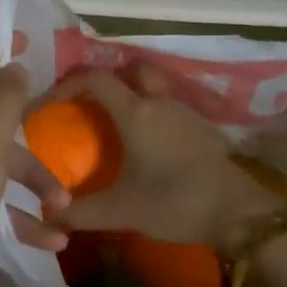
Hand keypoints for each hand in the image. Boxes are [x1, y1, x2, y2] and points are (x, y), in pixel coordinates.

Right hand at [49, 66, 284, 250]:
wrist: (238, 213)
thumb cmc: (175, 202)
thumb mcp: (122, 211)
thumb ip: (81, 212)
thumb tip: (49, 213)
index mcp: (135, 112)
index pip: (94, 79)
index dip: (67, 86)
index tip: (49, 105)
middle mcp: (157, 102)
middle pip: (129, 72)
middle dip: (105, 82)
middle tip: (86, 106)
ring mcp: (182, 113)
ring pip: (150, 90)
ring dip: (129, 98)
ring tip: (110, 127)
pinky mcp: (198, 128)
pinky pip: (165, 108)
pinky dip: (148, 115)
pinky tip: (143, 146)